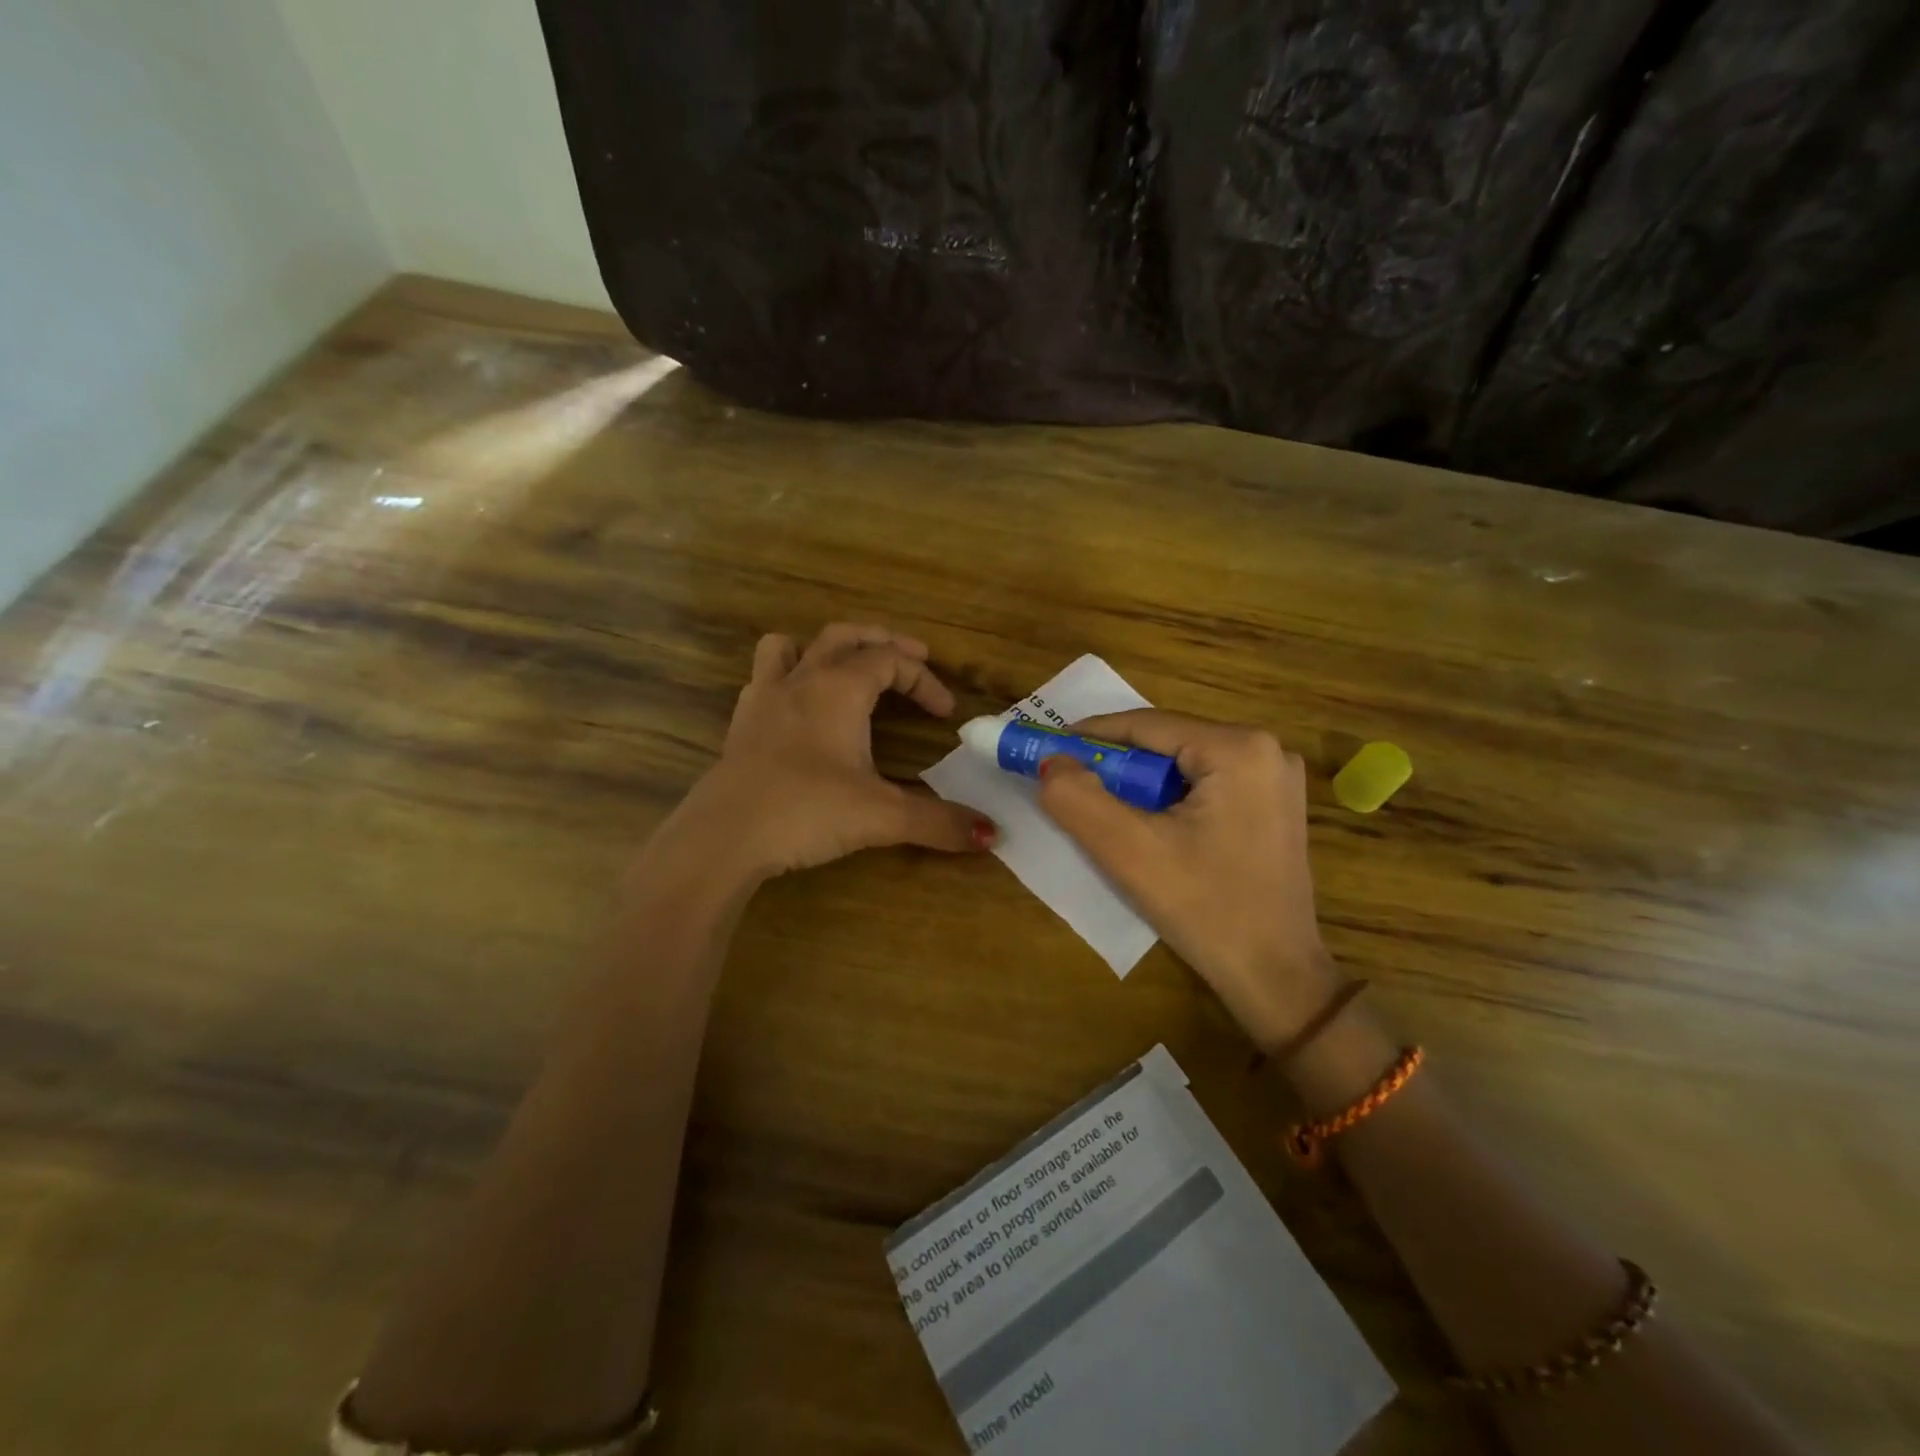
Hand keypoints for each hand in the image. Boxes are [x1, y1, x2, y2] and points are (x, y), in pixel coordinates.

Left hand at [665, 624, 995, 880]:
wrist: (724, 836)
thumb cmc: (806, 811)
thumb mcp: (882, 817)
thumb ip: (939, 822)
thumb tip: (993, 834)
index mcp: (839, 688)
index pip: (891, 661)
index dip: (925, 680)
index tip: (946, 713)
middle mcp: (802, 680)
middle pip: (845, 637)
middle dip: (883, 642)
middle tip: (912, 657)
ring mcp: (764, 698)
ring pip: (792, 645)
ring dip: (824, 647)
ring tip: (845, 666)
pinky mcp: (741, 724)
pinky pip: (764, 677)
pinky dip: (788, 677)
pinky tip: (797, 708)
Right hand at [1037, 710, 1338, 1051]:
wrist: (1275, 978)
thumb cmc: (1205, 909)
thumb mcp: (1129, 851)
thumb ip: (1078, 798)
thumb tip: (1050, 761)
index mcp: (1240, 748)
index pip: (1146, 725)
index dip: (1090, 735)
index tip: (1047, 749)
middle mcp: (1267, 749)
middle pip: (1166, 743)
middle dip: (1116, 765)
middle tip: (1073, 786)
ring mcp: (1276, 778)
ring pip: (1183, 765)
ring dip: (1140, 785)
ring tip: (1106, 813)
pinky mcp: (1274, 805)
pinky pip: (1205, 786)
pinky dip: (1168, 800)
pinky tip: (1151, 829)